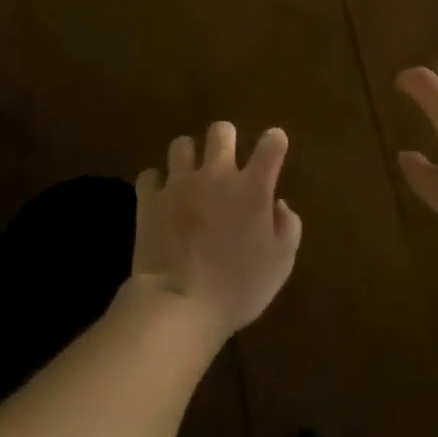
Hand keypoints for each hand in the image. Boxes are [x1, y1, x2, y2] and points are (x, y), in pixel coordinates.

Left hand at [133, 122, 301, 337]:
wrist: (179, 305)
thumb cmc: (238, 288)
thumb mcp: (280, 264)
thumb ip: (288, 227)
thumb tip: (279, 204)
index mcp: (253, 187)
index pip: (271, 143)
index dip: (275, 141)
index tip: (274, 148)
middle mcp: (217, 174)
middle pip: (221, 131)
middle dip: (226, 139)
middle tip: (227, 162)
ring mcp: (179, 183)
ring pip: (181, 144)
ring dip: (189, 157)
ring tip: (190, 176)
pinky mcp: (149, 199)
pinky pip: (150, 175)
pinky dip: (156, 183)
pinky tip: (162, 197)